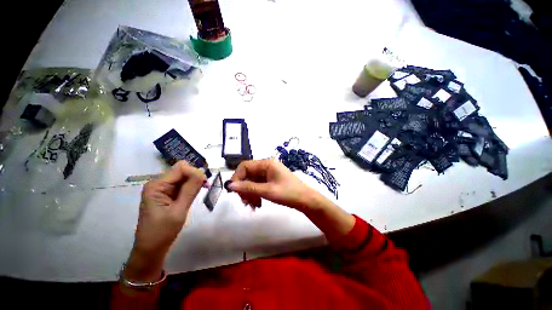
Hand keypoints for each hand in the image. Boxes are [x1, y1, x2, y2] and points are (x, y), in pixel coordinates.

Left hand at [124, 161, 205, 281]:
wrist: (151, 249)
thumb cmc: (162, 232)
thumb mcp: (179, 211)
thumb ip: (190, 190)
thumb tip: (202, 173)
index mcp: (156, 185)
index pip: (180, 168)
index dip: (194, 172)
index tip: (205, 183)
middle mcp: (158, 183)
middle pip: (182, 170)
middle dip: (195, 176)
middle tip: (205, 187)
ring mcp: (162, 188)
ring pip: (183, 176)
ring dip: (194, 181)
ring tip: (201, 190)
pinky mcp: (167, 193)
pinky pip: (182, 184)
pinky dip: (191, 186)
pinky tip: (195, 193)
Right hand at [228, 159, 319, 209]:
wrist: (305, 200)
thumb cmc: (288, 193)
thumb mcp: (267, 191)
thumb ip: (248, 187)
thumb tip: (230, 185)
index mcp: (266, 163)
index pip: (245, 166)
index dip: (237, 177)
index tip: (234, 191)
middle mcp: (266, 166)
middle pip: (248, 175)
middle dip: (244, 189)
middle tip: (245, 203)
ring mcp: (268, 173)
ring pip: (252, 182)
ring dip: (250, 194)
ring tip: (253, 206)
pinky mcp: (270, 180)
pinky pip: (258, 186)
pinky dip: (256, 194)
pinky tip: (257, 204)